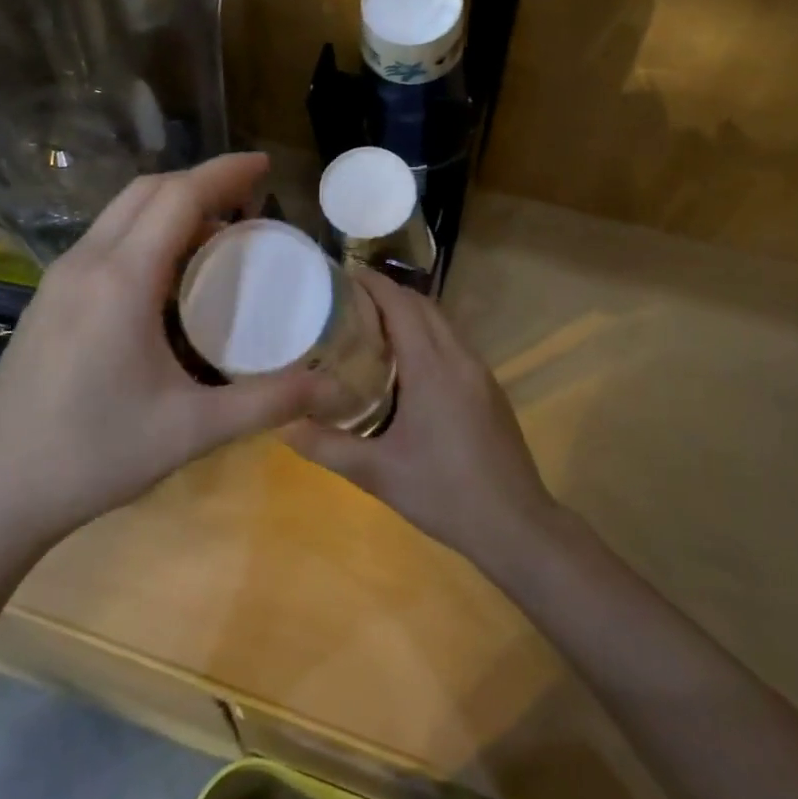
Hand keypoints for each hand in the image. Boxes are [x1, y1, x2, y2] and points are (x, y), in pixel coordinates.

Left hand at [0, 153, 321, 549]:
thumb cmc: (94, 455)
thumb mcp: (191, 431)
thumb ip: (266, 403)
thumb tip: (329, 386)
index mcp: (122, 280)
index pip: (179, 197)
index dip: (225, 172)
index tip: (265, 165)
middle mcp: (86, 263)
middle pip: (147, 191)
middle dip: (201, 181)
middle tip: (250, 199)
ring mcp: (59, 278)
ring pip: (121, 212)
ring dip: (171, 205)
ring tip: (217, 232)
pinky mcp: (47, 298)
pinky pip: (104, 239)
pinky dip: (145, 231)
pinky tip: (167, 273)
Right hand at [285, 270, 558, 572]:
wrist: (515, 524)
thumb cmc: (443, 493)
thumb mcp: (376, 473)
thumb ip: (326, 446)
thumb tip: (282, 425)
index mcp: (432, 367)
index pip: (401, 305)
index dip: (373, 284)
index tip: (343, 274)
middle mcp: (459, 358)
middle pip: (423, 305)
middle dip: (388, 293)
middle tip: (349, 300)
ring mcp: (480, 372)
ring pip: (443, 323)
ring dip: (411, 313)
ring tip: (373, 325)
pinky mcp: (490, 389)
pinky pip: (455, 344)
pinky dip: (428, 335)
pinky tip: (408, 363)